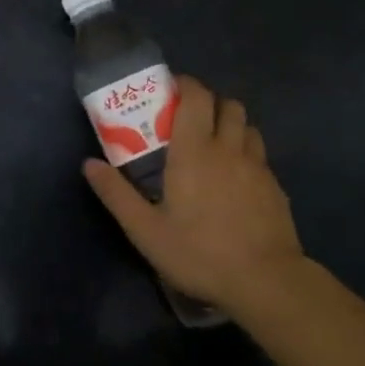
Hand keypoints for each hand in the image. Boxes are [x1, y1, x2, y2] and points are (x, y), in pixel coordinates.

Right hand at [82, 75, 306, 314]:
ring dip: (231, 125)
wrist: (265, 280)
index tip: (170, 90)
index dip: (186, 85)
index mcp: (195, 150)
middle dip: (209, 102)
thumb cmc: (199, 252)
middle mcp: (229, 148)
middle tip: (189, 119)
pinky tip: (236, 179)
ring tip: (214, 145)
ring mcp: (257, 166)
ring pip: (248, 126)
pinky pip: (260, 155)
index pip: (197, 97)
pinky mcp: (275, 187)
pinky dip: (246, 153)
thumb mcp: (146, 230)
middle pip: (227, 104)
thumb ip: (116, 194)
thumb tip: (89, 164)